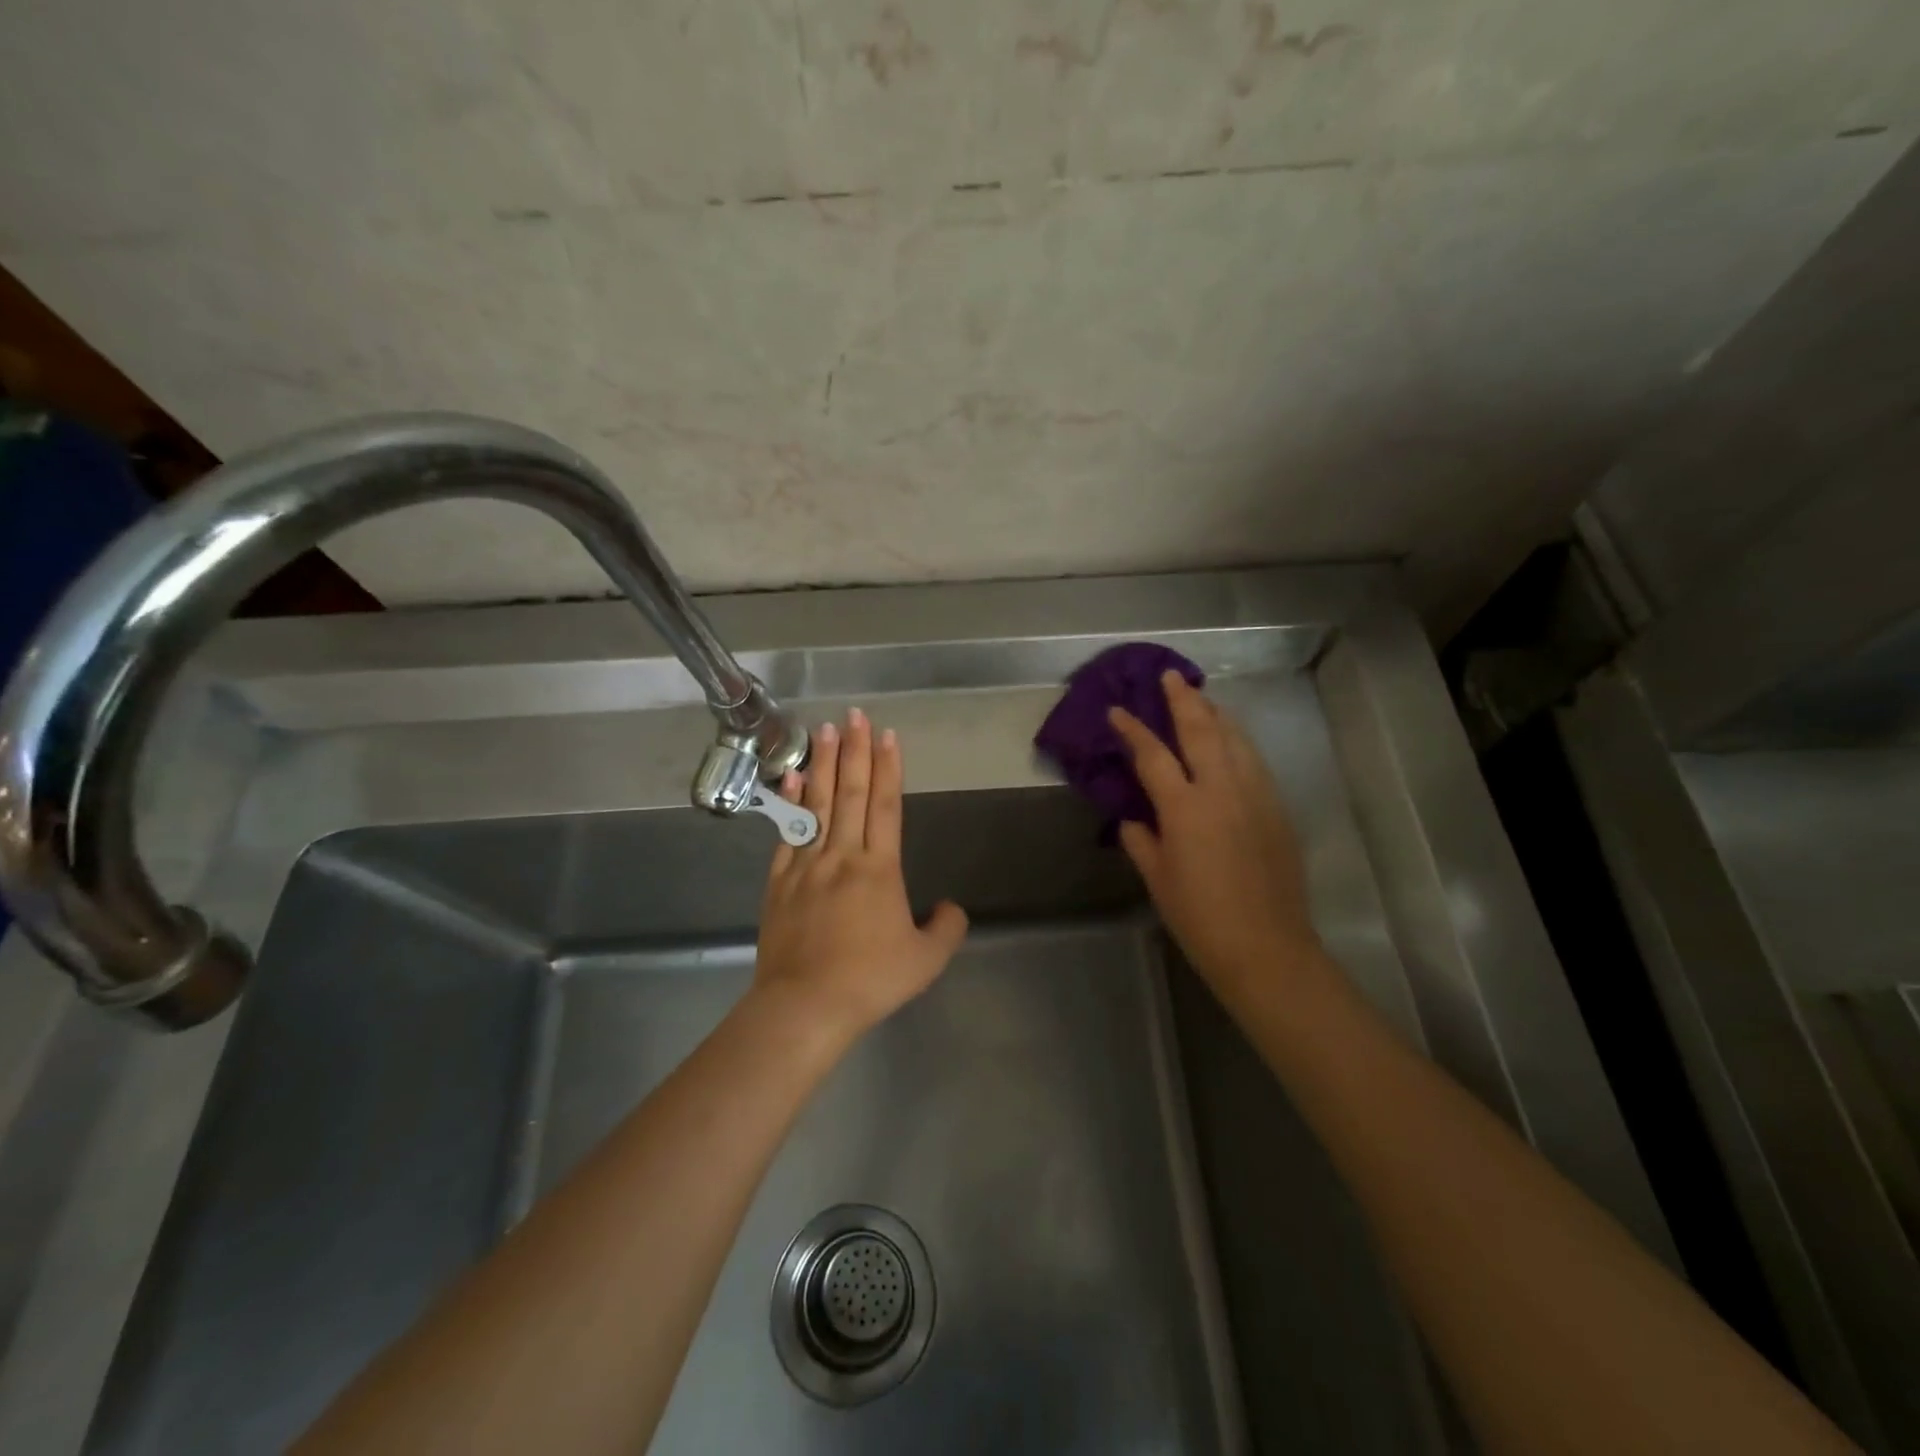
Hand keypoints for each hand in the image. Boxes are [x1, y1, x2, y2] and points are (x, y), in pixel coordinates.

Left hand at [753, 708, 969, 1043]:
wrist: (805, 1006)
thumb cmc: (870, 980)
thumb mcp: (925, 960)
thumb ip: (946, 928)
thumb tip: (951, 907)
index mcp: (879, 868)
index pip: (885, 806)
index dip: (888, 768)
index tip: (887, 735)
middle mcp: (843, 855)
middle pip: (851, 793)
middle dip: (855, 751)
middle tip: (856, 714)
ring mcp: (807, 865)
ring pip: (818, 804)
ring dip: (823, 764)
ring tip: (824, 730)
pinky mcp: (779, 881)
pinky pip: (787, 832)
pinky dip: (792, 802)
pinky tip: (793, 778)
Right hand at [1109, 671, 1320, 1001]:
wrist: (1267, 949)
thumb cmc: (1200, 918)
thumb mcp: (1157, 879)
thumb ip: (1140, 840)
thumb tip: (1134, 818)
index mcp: (1185, 808)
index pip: (1153, 755)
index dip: (1133, 729)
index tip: (1117, 710)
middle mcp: (1223, 790)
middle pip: (1202, 730)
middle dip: (1183, 700)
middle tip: (1170, 676)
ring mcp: (1256, 796)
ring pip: (1236, 738)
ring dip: (1215, 713)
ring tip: (1201, 697)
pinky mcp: (1278, 809)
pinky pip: (1254, 761)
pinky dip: (1238, 741)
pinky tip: (1231, 740)